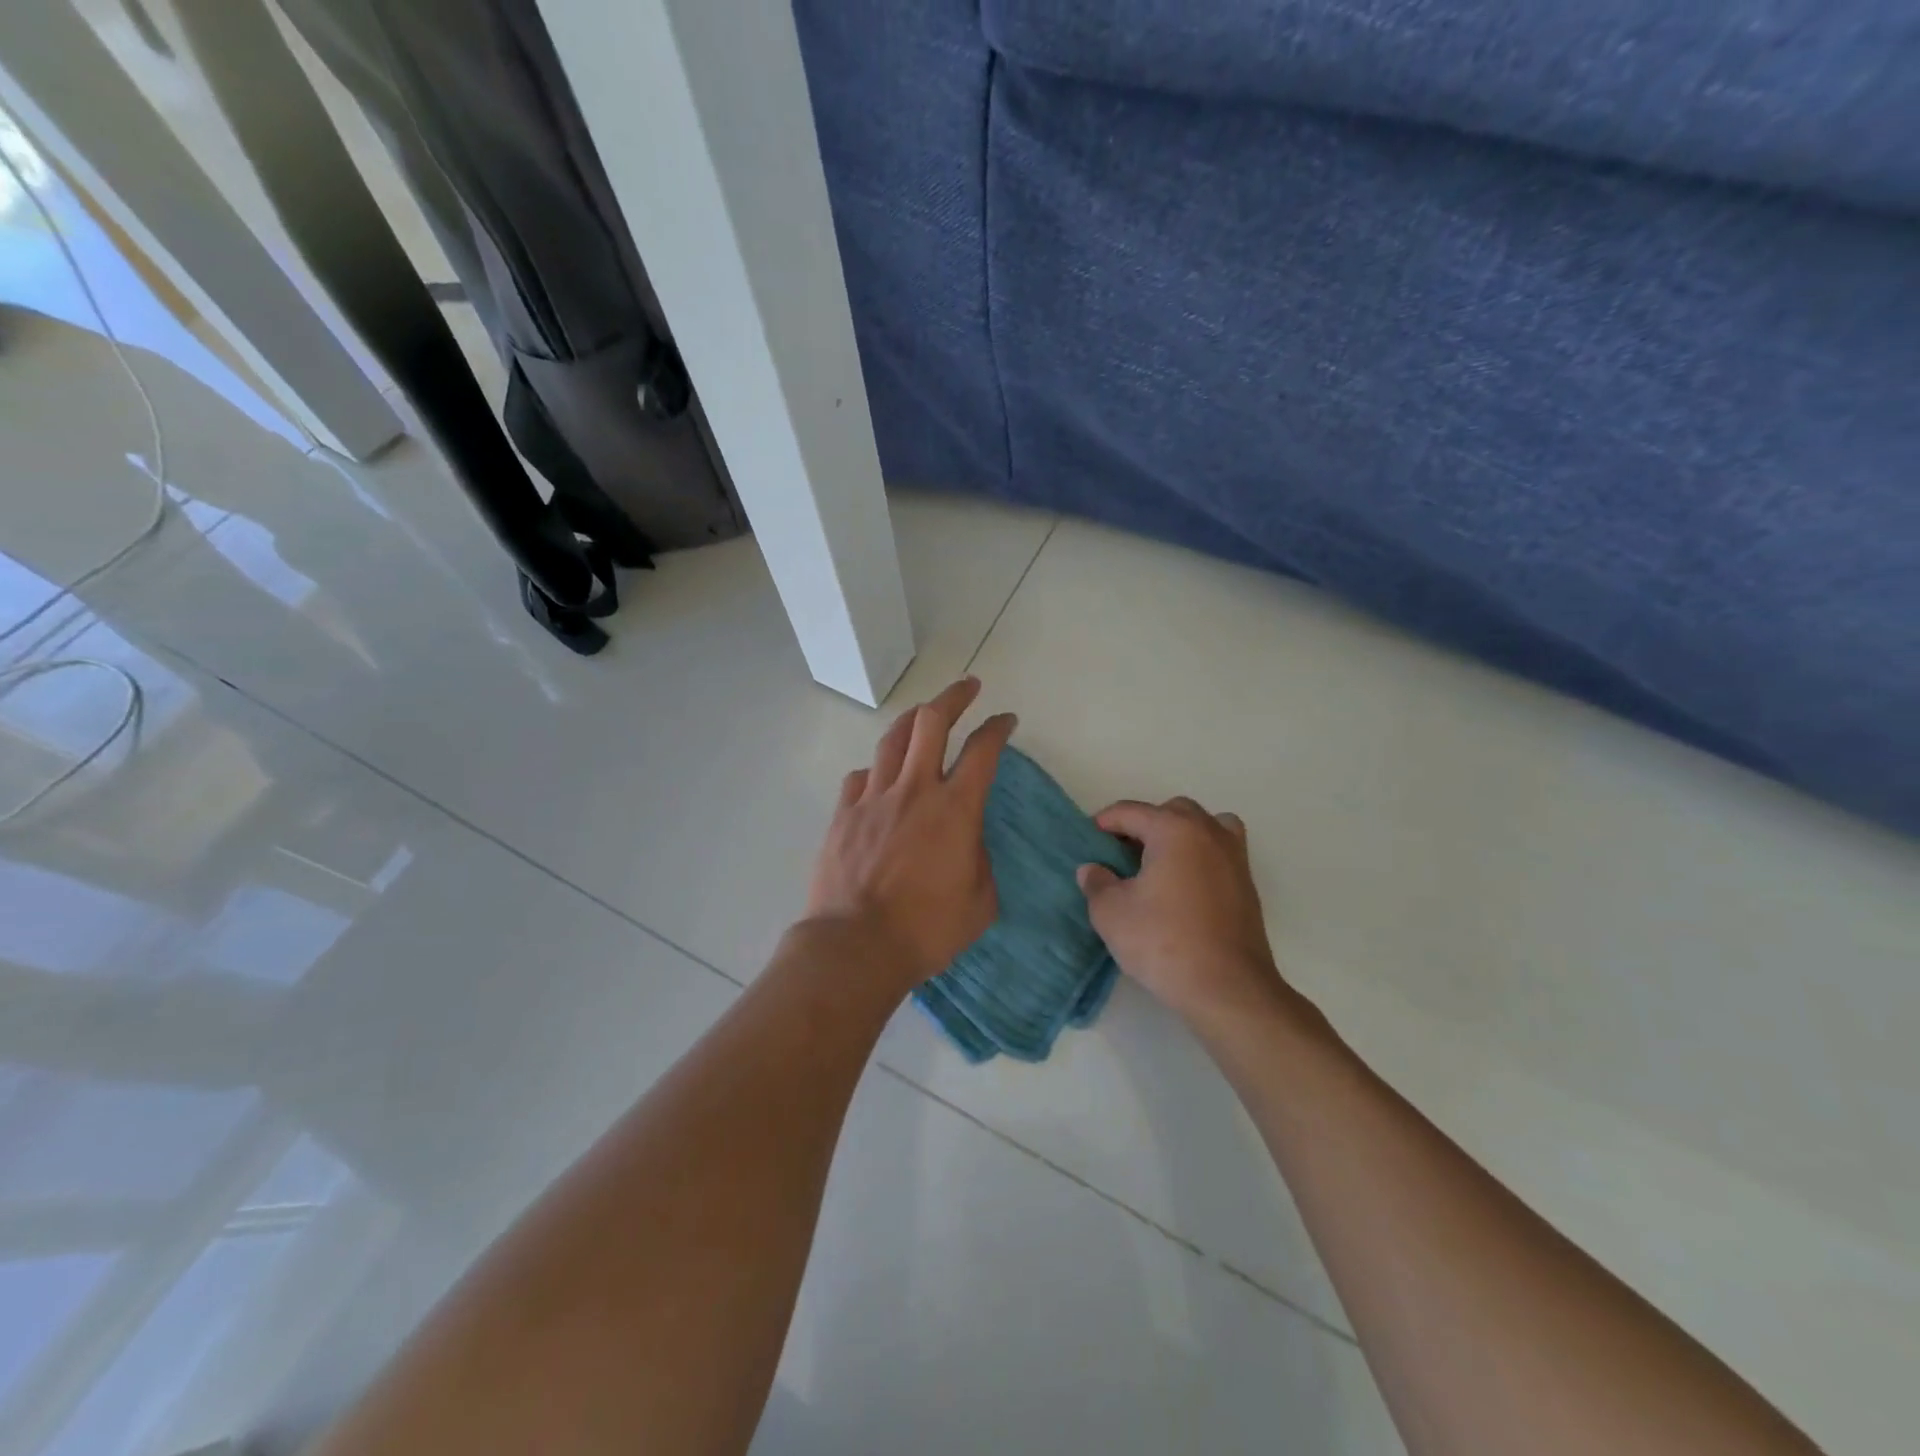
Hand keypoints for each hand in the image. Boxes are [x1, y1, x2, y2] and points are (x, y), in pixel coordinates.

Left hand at [805, 677, 1016, 987]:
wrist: (857, 946)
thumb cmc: (927, 929)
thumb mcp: (980, 901)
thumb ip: (979, 860)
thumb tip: (966, 842)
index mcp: (955, 808)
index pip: (983, 750)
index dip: (998, 727)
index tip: (1006, 720)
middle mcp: (914, 789)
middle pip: (932, 721)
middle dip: (954, 696)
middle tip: (968, 687)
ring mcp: (874, 798)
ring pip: (892, 738)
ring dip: (913, 719)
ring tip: (923, 715)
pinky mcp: (843, 814)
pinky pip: (861, 776)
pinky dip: (876, 770)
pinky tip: (880, 778)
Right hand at [1077, 798, 1288, 1026]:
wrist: (1227, 988)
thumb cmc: (1164, 942)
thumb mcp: (1111, 913)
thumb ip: (1097, 884)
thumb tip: (1093, 870)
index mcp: (1174, 829)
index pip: (1131, 811)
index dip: (1104, 822)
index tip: (1088, 841)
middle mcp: (1208, 832)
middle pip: (1172, 811)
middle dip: (1144, 824)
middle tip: (1122, 854)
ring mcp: (1234, 858)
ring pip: (1205, 826)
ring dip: (1180, 835)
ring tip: (1160, 864)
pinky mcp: (1247, 885)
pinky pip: (1220, 852)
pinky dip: (1201, 856)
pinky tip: (1184, 887)